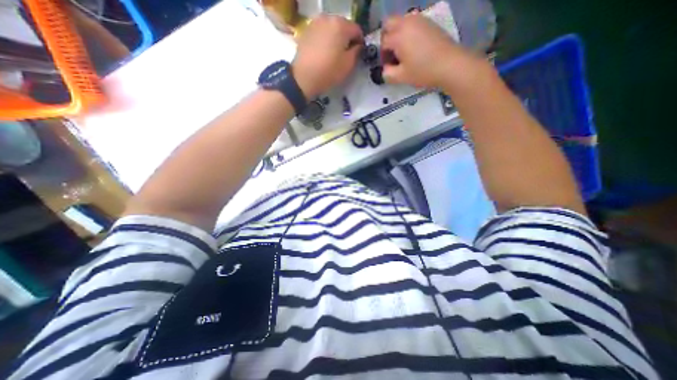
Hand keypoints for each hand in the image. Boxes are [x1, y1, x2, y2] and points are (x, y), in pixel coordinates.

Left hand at [292, 15, 361, 98]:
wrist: (304, 77)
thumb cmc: (329, 71)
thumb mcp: (348, 65)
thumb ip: (357, 52)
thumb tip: (357, 46)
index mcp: (341, 25)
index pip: (357, 30)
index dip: (359, 42)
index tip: (358, 53)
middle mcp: (328, 18)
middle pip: (343, 26)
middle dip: (347, 38)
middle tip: (346, 54)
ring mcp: (315, 23)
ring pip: (331, 28)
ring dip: (335, 38)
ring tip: (334, 54)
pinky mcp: (306, 31)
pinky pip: (321, 33)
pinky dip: (325, 40)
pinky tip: (323, 52)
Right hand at [380, 12, 485, 89]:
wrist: (450, 64)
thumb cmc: (423, 71)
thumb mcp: (401, 77)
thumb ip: (387, 73)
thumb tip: (385, 69)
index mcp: (398, 36)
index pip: (383, 42)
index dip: (382, 55)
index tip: (388, 66)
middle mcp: (407, 22)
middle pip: (388, 24)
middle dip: (386, 38)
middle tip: (391, 53)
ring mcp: (419, 20)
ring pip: (401, 21)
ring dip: (397, 34)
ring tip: (403, 52)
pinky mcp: (429, 23)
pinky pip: (412, 23)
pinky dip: (408, 32)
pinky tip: (413, 47)